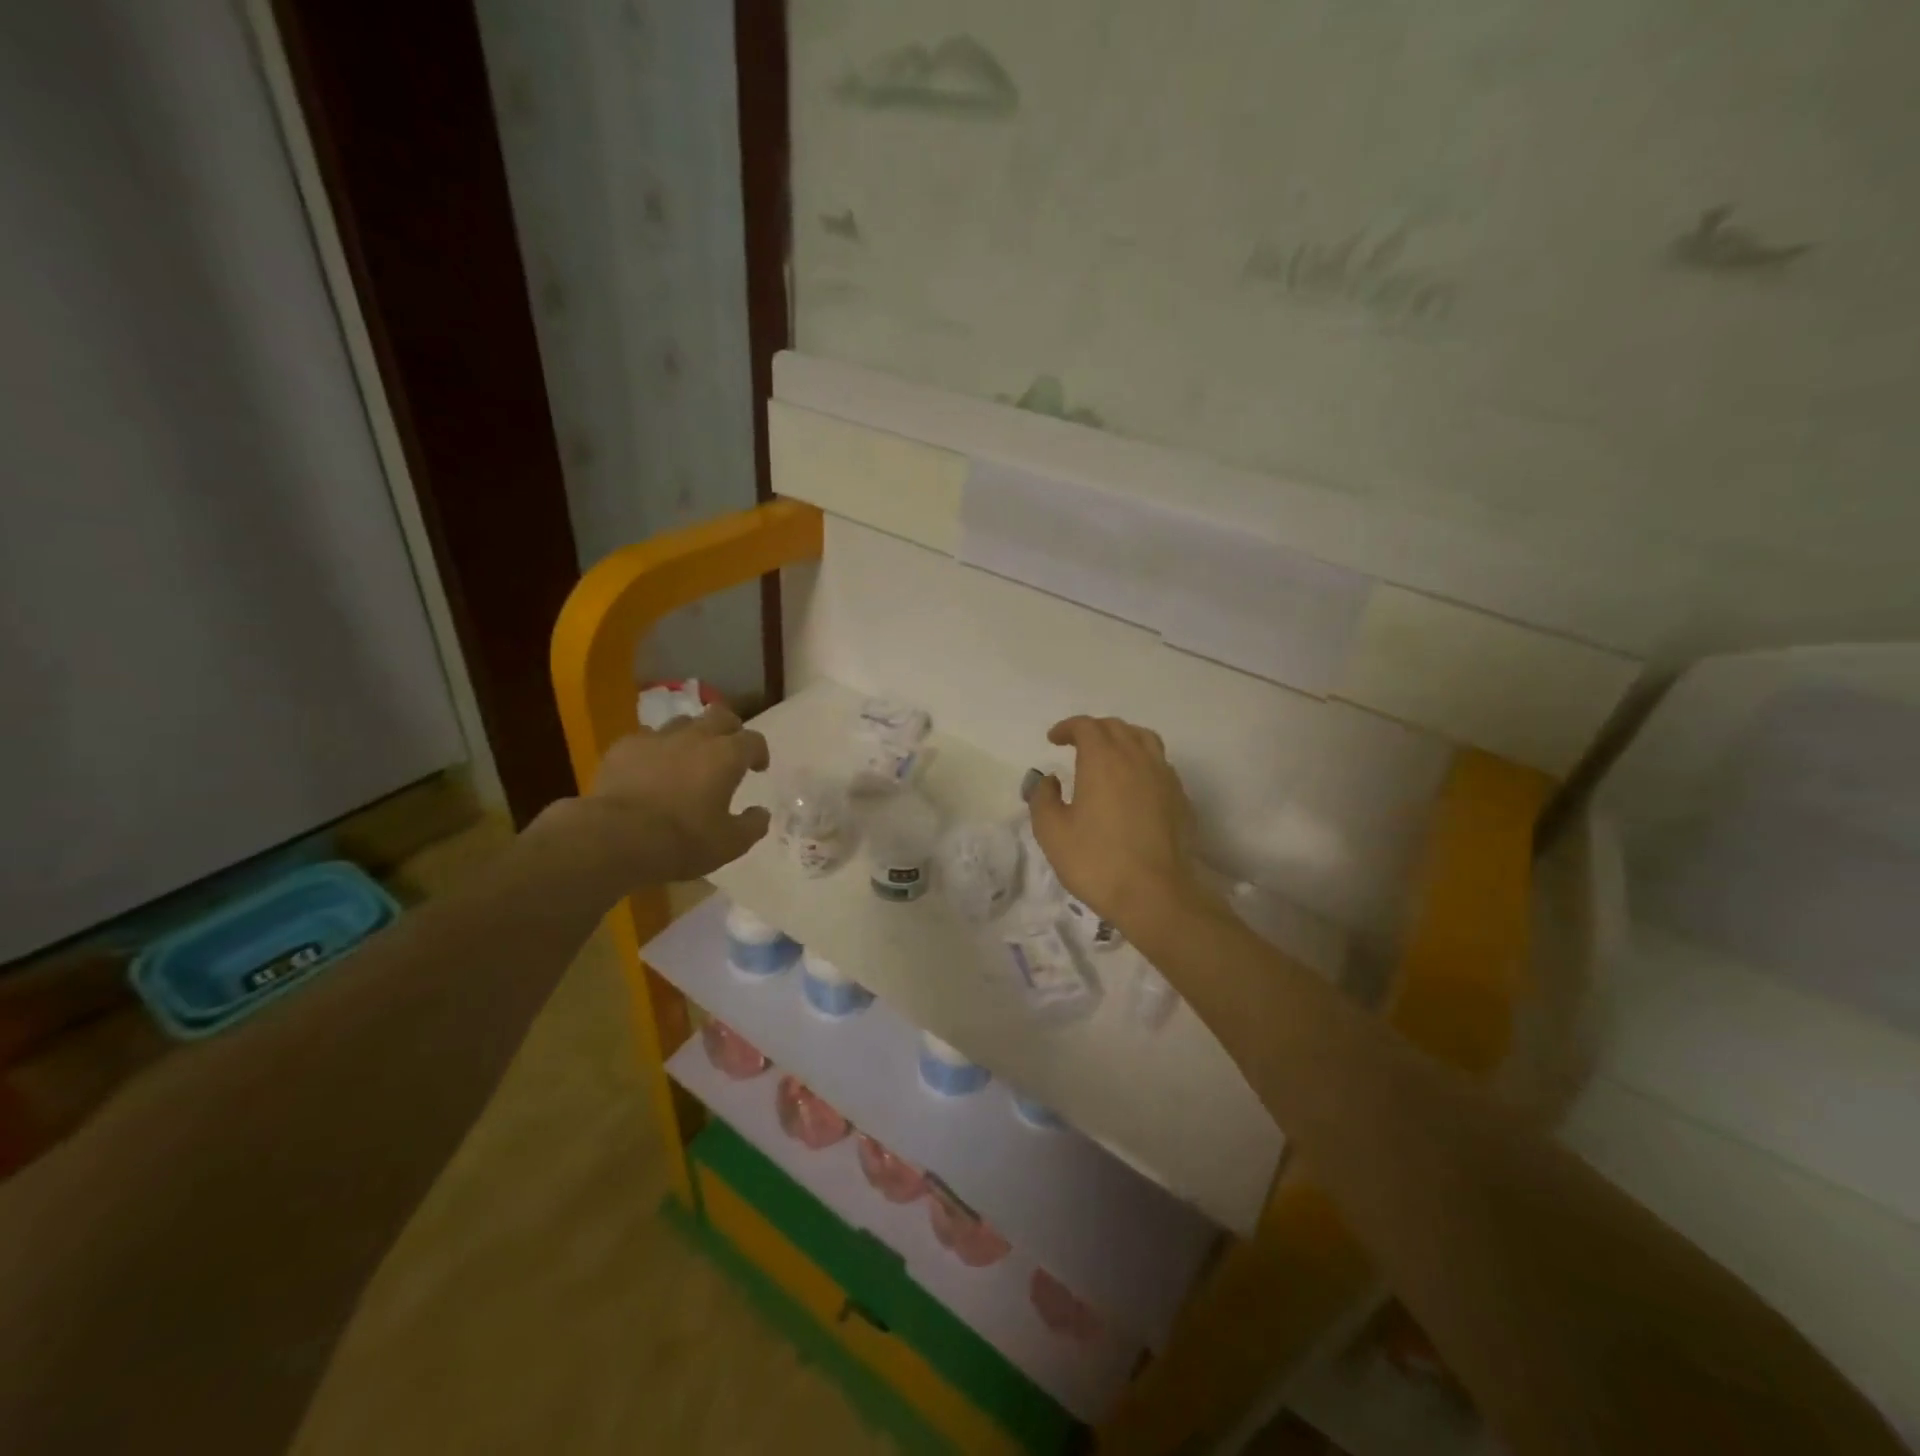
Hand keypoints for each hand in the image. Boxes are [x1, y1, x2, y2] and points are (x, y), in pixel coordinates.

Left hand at [571, 704, 771, 884]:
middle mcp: (695, 737)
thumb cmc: (682, 840)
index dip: (759, 752)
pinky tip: (649, 770)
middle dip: (729, 729)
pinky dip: (654, 750)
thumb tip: (761, 813)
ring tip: (687, 758)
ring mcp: (656, 738)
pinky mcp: (623, 747)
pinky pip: (646, 739)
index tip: (757, 768)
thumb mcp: (729, 844)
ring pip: (682, 723)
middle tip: (728, 750)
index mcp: (726, 756)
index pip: (753, 740)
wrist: (615, 838)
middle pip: (720, 715)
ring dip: (691, 736)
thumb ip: (752, 825)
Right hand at [1026, 716, 1204, 936]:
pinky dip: (1142, 761)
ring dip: (1122, 738)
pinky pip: (1160, 764)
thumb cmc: (1097, 861)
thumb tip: (1049, 780)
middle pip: (1116, 727)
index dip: (1067, 727)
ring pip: (1144, 739)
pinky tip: (1133, 783)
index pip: (1086, 726)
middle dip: (1093, 730)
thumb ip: (1043, 798)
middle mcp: (1136, 758)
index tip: (1054, 739)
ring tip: (1109, 755)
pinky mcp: (1181, 797)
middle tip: (1076, 745)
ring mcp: (1164, 776)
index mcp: (1103, 759)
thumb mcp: (1052, 832)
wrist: (1155, 895)